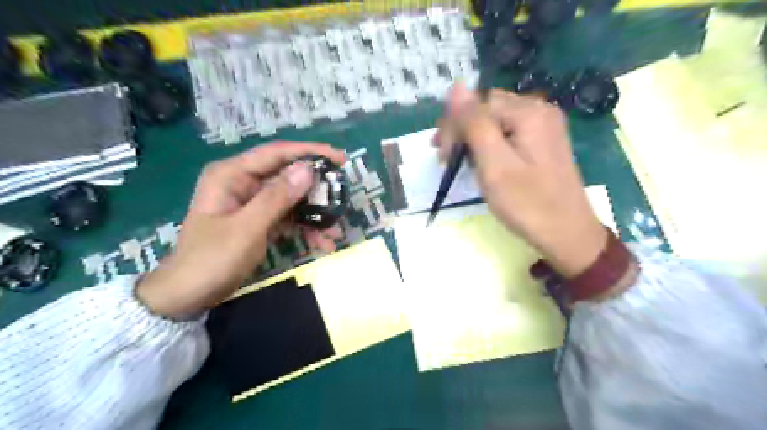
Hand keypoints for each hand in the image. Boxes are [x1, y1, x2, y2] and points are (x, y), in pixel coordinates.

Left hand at [136, 141, 346, 318]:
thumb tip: (308, 169)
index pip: (276, 153)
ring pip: (292, 199)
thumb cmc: (211, 259)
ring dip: (314, 214)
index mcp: (232, 174)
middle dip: (316, 190)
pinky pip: (288, 217)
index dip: (310, 153)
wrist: (188, 296)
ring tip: (334, 232)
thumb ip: (277, 198)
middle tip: (342, 197)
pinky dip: (305, 228)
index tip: (340, 158)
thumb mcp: (247, 228)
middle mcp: (243, 183)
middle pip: (288, 176)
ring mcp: (252, 202)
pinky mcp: (259, 220)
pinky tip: (321, 243)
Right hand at [434, 86, 608, 276]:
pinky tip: (480, 161)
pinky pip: (507, 133)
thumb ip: (475, 123)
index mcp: (529, 112)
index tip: (443, 157)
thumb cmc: (527, 203)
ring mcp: (543, 126)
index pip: (477, 104)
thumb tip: (457, 85)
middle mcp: (539, 110)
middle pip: (487, 109)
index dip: (454, 126)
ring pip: (494, 121)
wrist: (566, 233)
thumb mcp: (494, 164)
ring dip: (472, 138)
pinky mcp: (542, 142)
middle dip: (462, 131)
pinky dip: (488, 145)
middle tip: (446, 159)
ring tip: (459, 162)